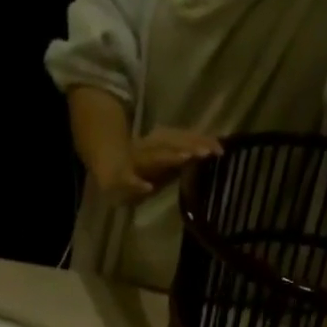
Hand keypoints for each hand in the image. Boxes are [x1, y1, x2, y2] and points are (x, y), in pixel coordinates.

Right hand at [94, 127, 222, 203]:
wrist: (106, 168)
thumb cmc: (144, 167)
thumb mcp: (167, 161)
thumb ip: (187, 155)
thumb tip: (216, 150)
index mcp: (160, 142)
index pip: (182, 138)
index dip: (200, 141)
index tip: (220, 149)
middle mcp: (148, 147)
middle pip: (170, 144)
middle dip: (189, 147)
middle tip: (208, 152)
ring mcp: (134, 162)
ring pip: (152, 158)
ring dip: (168, 158)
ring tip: (186, 158)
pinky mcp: (120, 178)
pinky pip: (127, 181)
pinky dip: (136, 185)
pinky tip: (147, 188)